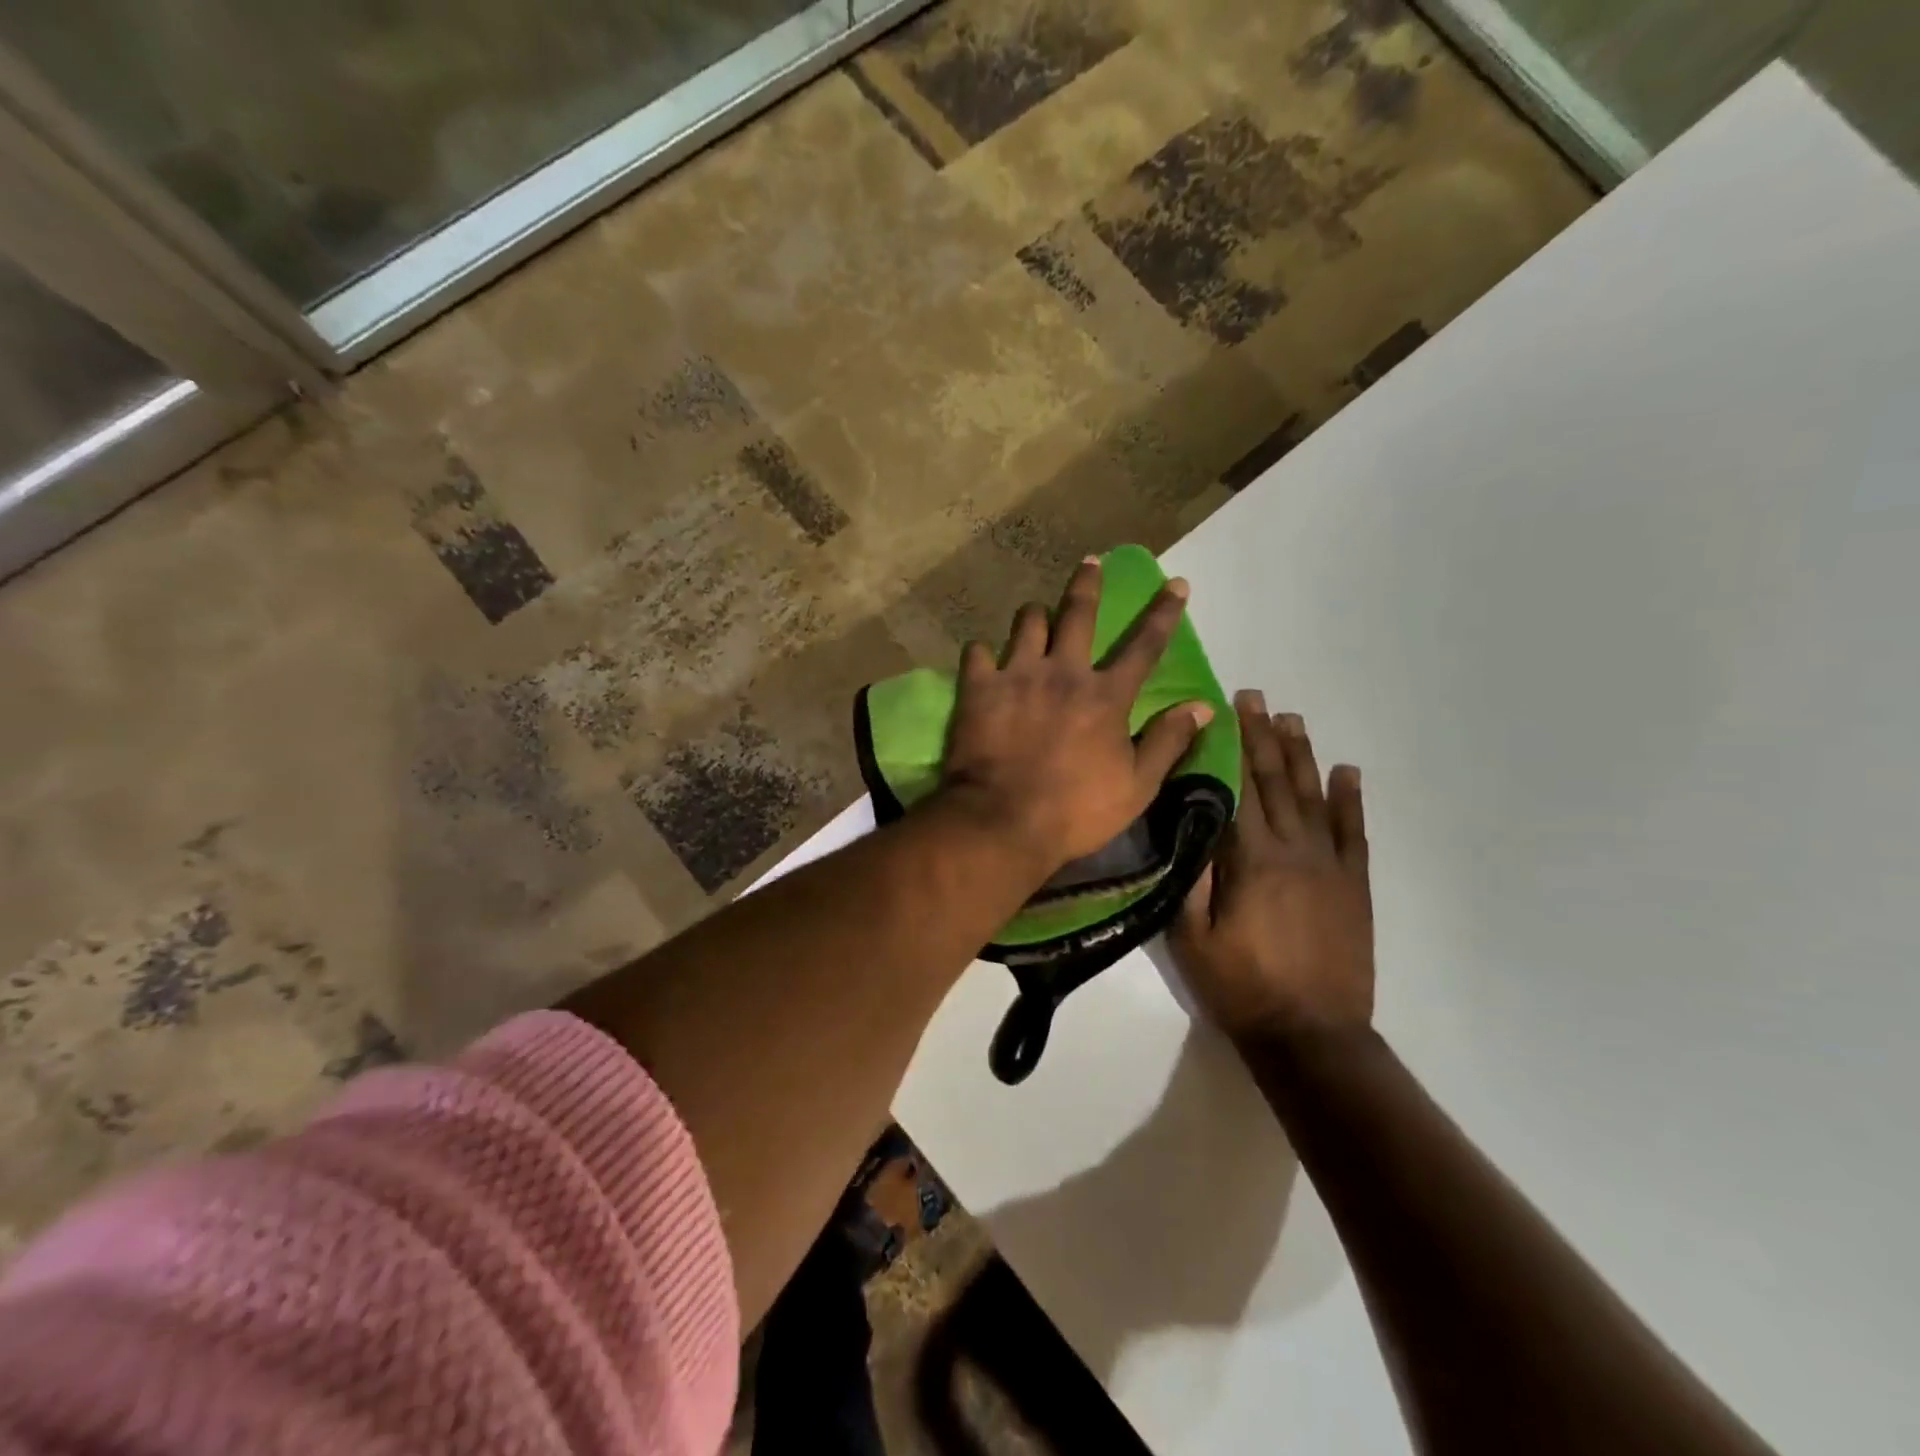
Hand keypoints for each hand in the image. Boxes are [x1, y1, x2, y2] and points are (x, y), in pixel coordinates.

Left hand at [940, 557, 1213, 874]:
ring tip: (1036, 613)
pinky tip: (984, 659)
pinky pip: (977, 652)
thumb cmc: (1075, 811)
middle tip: (1090, 561)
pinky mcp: (978, 688)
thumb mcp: (1136, 786)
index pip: (1143, 646)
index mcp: (1105, 696)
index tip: (1176, 582)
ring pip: (1027, 623)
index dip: (1164, 613)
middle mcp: (1063, 672)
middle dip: (1088, 584)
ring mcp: (1017, 675)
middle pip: (1078, 614)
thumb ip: (1168, 742)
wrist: (1002, 822)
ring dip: (1035, 615)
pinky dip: (983, 653)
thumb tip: (1202, 707)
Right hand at [1170, 693, 1373, 1043]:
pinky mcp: (1354, 886)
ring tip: (1293, 719)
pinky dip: (1350, 799)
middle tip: (1257, 697)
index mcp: (1251, 860)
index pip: (1238, 789)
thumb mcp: (1190, 937)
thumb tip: (1184, 824)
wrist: (1312, 1035)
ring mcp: (1330, 866)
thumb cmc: (1240, 987)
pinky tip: (1347, 771)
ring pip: (1314, 797)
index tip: (1225, 709)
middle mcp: (1293, 850)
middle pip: (1276, 782)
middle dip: (1264, 736)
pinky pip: (1354, 833)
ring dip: (1303, 755)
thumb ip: (1187, 878)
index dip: (1231, 746)